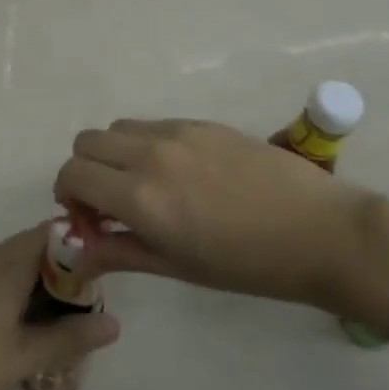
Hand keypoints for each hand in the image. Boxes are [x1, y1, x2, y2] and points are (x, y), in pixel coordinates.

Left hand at [0, 226, 119, 389]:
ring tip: (55, 311)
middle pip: (30, 245)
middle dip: (59, 265)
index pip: (50, 233)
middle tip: (83, 298)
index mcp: (7, 263)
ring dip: (34, 276)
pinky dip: (11, 285)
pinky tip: (14, 319)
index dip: (77, 243)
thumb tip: (115, 323)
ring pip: (9, 260)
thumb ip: (71, 337)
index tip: (100, 267)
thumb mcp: (26, 356)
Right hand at [55, 118, 388, 314]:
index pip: (72, 174)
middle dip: (86, 170)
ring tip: (146, 185)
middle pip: (86, 141)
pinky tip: (182, 174)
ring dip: (115, 154)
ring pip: (118, 128)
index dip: (68, 196)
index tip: (89, 219)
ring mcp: (178, 132)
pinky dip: (147, 145)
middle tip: (111, 202)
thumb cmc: (248, 265)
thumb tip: (78, 250)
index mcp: (140, 197)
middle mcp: (149, 154)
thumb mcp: (177, 267)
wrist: (320, 231)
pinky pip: (154, 124)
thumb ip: (119, 251)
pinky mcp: (202, 122)